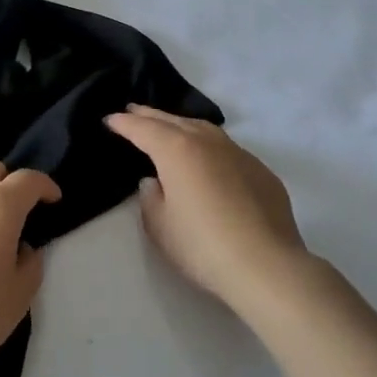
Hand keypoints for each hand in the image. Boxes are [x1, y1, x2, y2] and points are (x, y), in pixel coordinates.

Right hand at [105, 105, 308, 312]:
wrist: (267, 267)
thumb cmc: (202, 246)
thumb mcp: (160, 226)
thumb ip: (150, 198)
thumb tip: (154, 182)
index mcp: (176, 150)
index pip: (143, 128)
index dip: (124, 123)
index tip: (110, 119)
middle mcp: (207, 142)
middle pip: (173, 121)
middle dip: (150, 115)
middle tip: (133, 109)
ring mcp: (239, 154)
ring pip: (204, 129)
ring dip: (182, 125)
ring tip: (170, 127)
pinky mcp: (261, 172)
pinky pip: (227, 149)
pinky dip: (209, 146)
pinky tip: (209, 160)